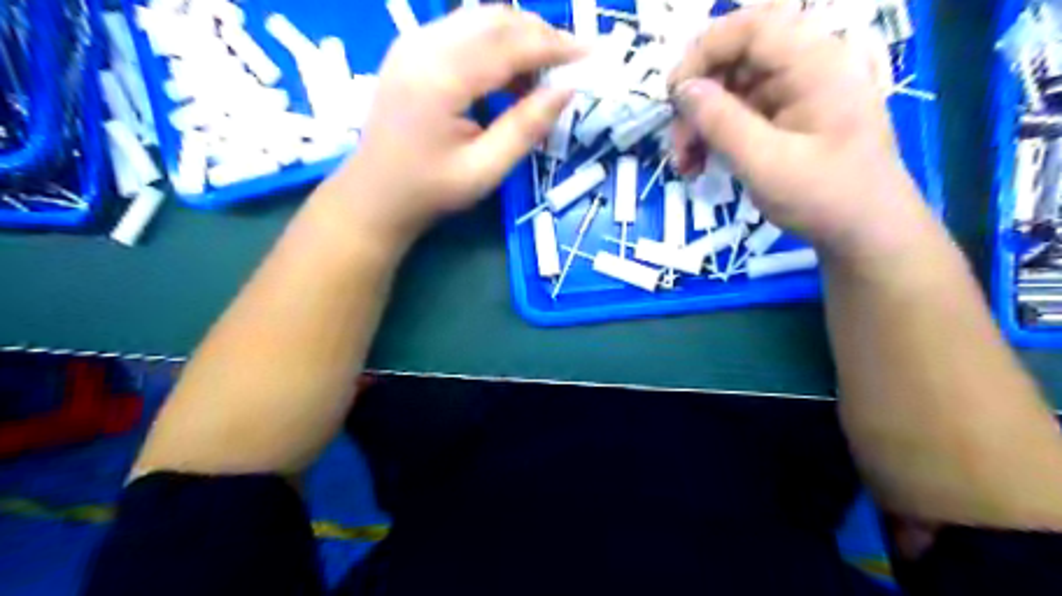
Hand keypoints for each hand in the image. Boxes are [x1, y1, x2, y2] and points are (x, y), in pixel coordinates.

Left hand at [331, 8, 583, 248]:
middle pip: (495, 19)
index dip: (555, 46)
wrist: (374, 196)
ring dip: (518, 39)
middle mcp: (423, 46)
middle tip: (571, 63)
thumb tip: (567, 90)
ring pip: (480, 20)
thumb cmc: (430, 191)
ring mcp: (412, 43)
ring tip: (541, 77)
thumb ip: (526, 128)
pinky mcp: (411, 50)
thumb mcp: (485, 170)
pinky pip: (463, 31)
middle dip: (540, 35)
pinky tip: (508, 78)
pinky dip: (494, 45)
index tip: (591, 53)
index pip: (510, 44)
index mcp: (441, 78)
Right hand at [672, 6, 932, 262]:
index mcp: (815, 62)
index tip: (673, 95)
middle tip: (678, 142)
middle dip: (698, 98)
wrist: (867, 233)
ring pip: (733, 88)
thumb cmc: (825, 197)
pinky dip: (716, 136)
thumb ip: (721, 122)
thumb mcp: (765, 163)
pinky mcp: (790, 118)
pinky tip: (701, 164)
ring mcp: (799, 93)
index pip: (750, 27)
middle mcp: (808, 66)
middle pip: (737, 58)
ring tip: (685, 165)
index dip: (703, 51)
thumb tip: (682, 90)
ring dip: (701, 123)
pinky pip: (742, 113)